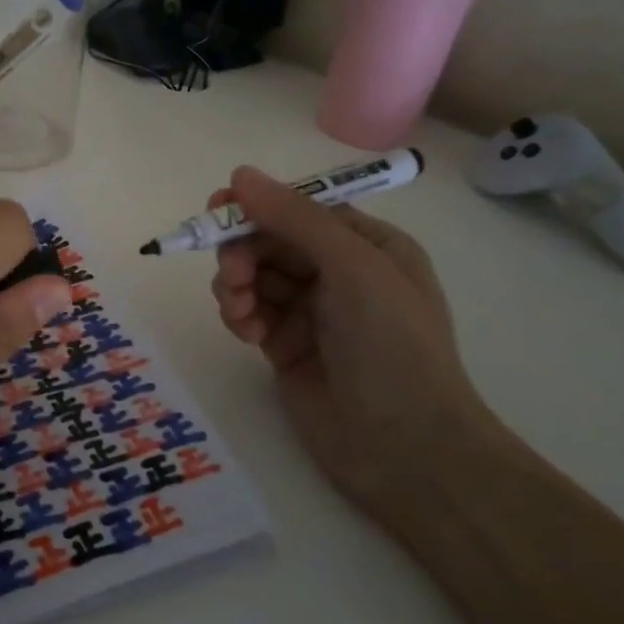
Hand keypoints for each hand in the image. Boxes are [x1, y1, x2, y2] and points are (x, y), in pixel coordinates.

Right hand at [210, 166, 498, 519]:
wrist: (406, 449)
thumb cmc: (393, 347)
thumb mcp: (353, 268)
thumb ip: (295, 218)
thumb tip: (239, 174)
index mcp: (366, 246)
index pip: (300, 210)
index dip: (258, 207)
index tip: (217, 210)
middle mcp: (337, 273)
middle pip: (269, 241)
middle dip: (243, 252)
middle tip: (232, 275)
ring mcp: (310, 312)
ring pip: (253, 276)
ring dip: (236, 286)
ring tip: (240, 311)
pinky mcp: (285, 346)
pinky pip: (249, 312)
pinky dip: (239, 315)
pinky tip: (246, 334)